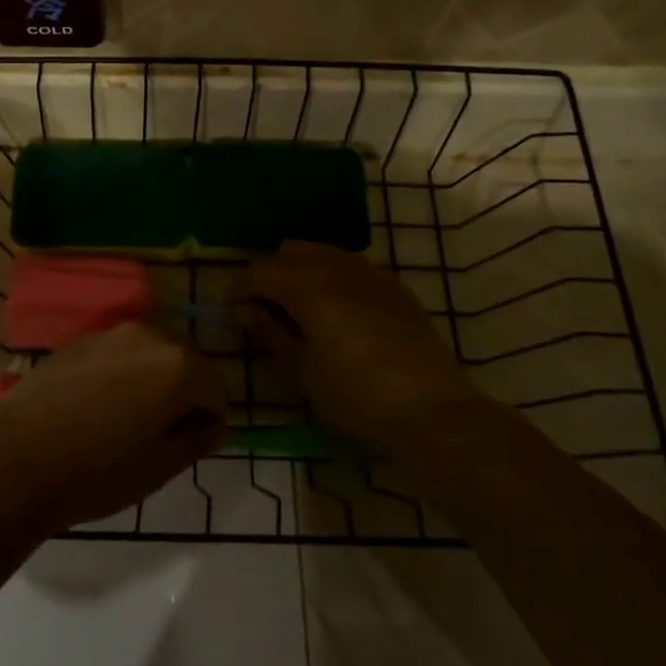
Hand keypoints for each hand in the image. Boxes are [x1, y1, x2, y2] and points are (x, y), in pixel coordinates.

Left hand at [0, 324, 225, 533]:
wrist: (17, 461)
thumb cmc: (98, 472)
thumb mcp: (160, 467)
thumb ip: (197, 439)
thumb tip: (212, 423)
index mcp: (177, 365)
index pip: (216, 390)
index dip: (209, 421)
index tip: (187, 447)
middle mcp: (147, 336)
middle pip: (183, 364)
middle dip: (180, 395)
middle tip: (157, 437)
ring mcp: (108, 334)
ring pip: (147, 356)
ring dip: (147, 382)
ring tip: (122, 422)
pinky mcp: (76, 341)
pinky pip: (114, 356)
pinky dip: (116, 376)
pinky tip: (92, 409)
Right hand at [244, 242, 475, 457]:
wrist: (434, 414)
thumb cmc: (356, 398)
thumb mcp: (302, 372)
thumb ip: (272, 334)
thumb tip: (248, 310)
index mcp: (309, 286)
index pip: (262, 271)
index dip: (240, 287)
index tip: (232, 309)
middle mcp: (339, 268)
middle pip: (293, 252)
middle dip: (273, 273)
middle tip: (265, 308)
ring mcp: (373, 275)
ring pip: (326, 254)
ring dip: (304, 272)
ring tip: (299, 309)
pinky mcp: (397, 289)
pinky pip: (354, 268)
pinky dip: (335, 279)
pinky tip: (338, 312)